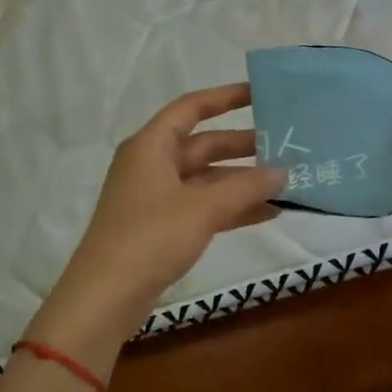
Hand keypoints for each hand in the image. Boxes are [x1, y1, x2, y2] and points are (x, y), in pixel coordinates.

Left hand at [48, 84, 284, 337]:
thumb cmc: (150, 238)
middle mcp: (151, 165)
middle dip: (243, 146)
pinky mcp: (161, 228)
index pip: (191, 108)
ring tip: (285, 182)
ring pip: (206, 179)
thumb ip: (245, 186)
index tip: (260, 94)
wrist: (105, 298)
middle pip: (203, 145)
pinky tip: (268, 213)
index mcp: (151, 146)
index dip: (226, 97)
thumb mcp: (203, 208)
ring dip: (242, 181)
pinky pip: (203, 207)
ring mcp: (155, 198)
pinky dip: (231, 208)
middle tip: (286, 145)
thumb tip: (283, 172)